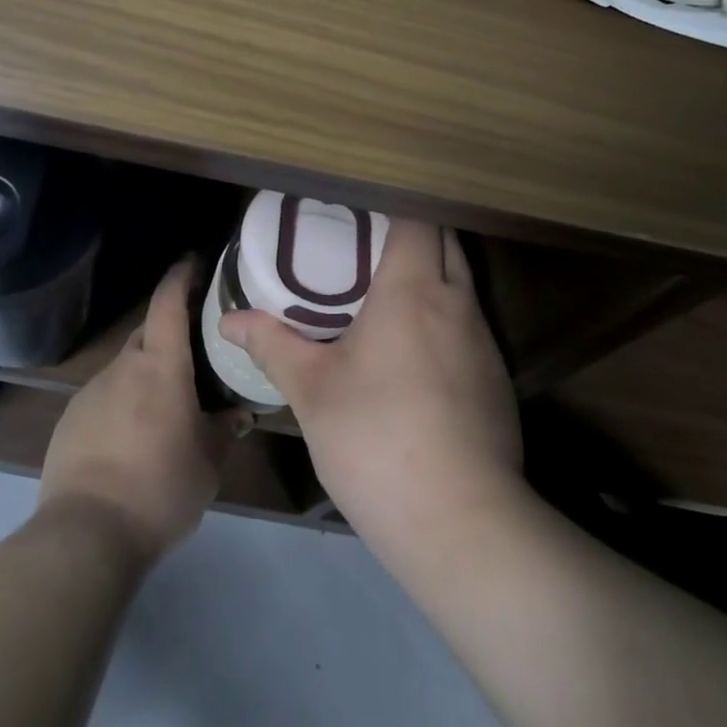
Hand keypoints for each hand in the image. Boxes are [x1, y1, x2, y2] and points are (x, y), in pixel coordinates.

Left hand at [39, 257, 249, 564]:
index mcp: (161, 366)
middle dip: (171, 331)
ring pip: (127, 367)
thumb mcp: (208, 463)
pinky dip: (124, 401)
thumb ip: (224, 430)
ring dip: (147, 373)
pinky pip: (105, 396)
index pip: (168, 302)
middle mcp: (123, 367)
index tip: (194, 262)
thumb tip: (239, 413)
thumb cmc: (160, 488)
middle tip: (196, 349)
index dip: (181, 276)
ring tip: (167, 403)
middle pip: (149, 332)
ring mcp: (91, 391)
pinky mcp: (70, 419)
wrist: (86, 533)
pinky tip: (133, 437)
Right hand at [218, 220, 521, 547]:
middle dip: (411, 231)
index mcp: (413, 289)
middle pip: (446, 240)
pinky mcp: (496, 378)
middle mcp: (457, 303)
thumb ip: (272, 344)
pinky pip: (469, 323)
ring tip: (385, 290)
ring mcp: (484, 341)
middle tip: (364, 244)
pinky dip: (444, 315)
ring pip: (461, 282)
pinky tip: (415, 350)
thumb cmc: (376, 438)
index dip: (392, 204)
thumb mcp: (311, 390)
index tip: (358, 210)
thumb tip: (229, 319)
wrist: (461, 522)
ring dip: (431, 273)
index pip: (417, 218)